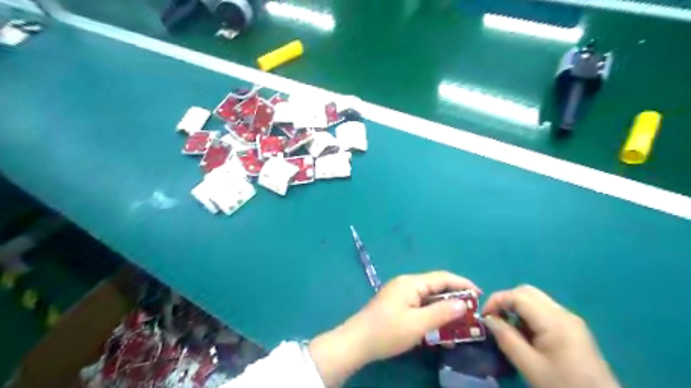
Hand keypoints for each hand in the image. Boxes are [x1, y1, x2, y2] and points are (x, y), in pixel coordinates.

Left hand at [309, 271, 478, 385]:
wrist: (357, 341)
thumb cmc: (388, 331)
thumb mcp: (418, 324)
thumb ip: (442, 312)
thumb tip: (463, 303)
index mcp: (411, 283)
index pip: (442, 278)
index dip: (462, 284)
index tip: (479, 294)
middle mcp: (406, 283)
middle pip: (435, 286)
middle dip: (455, 297)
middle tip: (472, 311)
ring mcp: (400, 293)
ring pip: (428, 296)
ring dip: (444, 307)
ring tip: (460, 320)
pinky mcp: (397, 303)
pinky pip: (420, 304)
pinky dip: (432, 312)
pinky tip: (440, 325)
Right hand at [482, 285, 620, 387]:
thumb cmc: (563, 386)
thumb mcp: (529, 365)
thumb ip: (506, 338)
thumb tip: (488, 319)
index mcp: (554, 321)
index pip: (518, 295)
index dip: (496, 300)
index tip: (484, 317)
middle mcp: (563, 313)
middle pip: (527, 291)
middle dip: (506, 300)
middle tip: (494, 319)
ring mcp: (571, 319)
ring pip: (535, 299)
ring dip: (517, 307)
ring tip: (508, 327)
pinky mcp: (573, 327)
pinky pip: (544, 310)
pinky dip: (528, 314)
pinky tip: (525, 333)